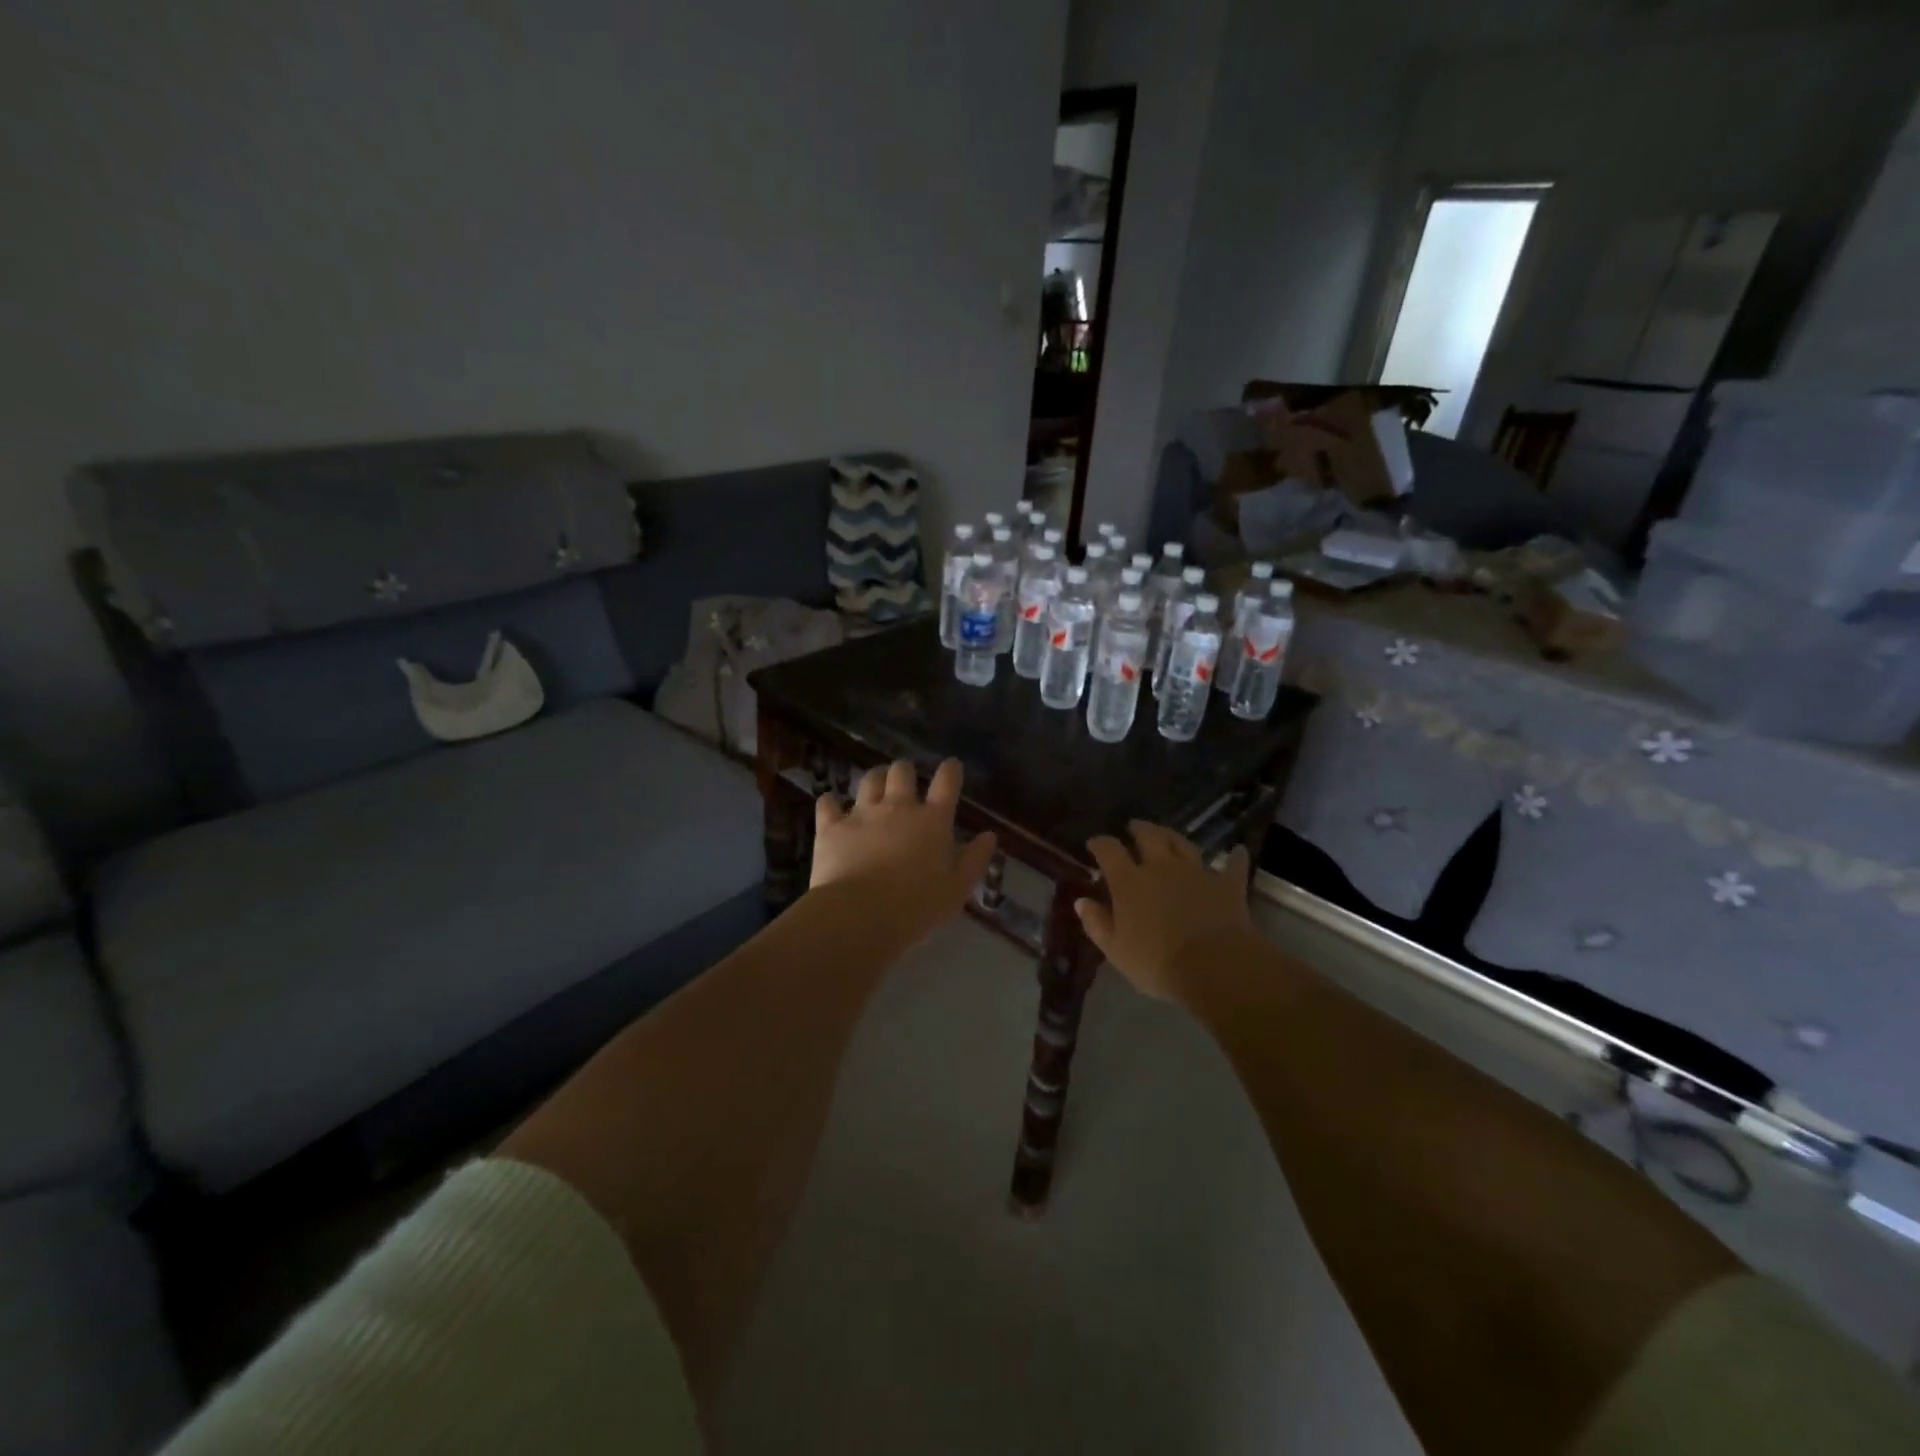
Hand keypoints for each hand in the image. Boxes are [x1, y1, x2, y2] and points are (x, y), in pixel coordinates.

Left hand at [810, 759, 996, 945]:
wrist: (861, 915)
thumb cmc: (917, 906)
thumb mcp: (957, 889)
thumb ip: (974, 859)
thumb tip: (989, 836)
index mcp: (932, 820)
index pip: (946, 783)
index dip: (950, 770)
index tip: (951, 766)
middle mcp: (898, 807)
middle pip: (902, 771)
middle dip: (905, 771)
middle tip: (905, 781)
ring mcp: (862, 814)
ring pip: (869, 779)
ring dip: (875, 779)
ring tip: (875, 785)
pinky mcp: (831, 827)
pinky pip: (828, 803)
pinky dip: (831, 803)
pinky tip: (832, 807)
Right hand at [1075, 822, 1255, 1001]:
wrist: (1215, 966)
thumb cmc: (1158, 962)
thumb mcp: (1116, 950)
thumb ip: (1097, 923)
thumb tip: (1081, 902)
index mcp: (1129, 882)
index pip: (1109, 851)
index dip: (1100, 843)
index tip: (1094, 843)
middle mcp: (1161, 867)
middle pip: (1149, 837)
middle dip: (1138, 829)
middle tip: (1133, 826)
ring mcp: (1197, 872)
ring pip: (1183, 844)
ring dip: (1173, 836)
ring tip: (1167, 834)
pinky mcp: (1227, 885)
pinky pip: (1233, 865)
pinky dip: (1234, 857)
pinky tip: (1237, 851)